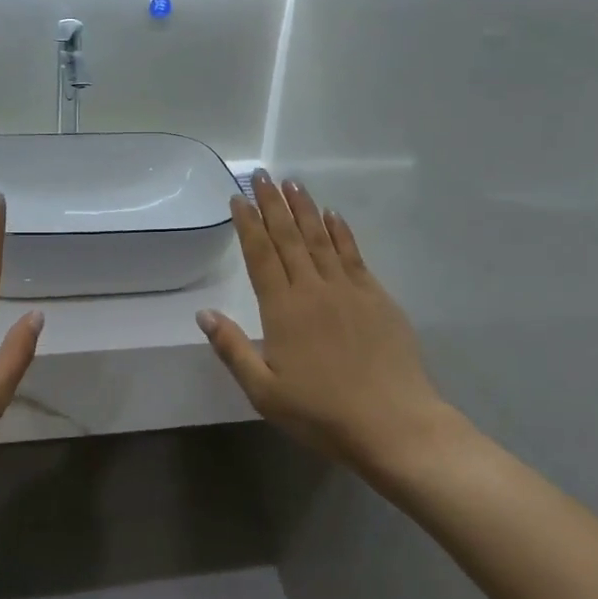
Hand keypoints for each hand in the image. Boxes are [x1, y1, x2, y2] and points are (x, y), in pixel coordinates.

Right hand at [197, 173, 461, 473]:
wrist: (394, 424)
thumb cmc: (322, 413)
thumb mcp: (264, 392)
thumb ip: (233, 349)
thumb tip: (204, 313)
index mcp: (283, 309)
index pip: (260, 255)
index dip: (248, 224)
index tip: (237, 198)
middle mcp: (314, 289)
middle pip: (289, 237)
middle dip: (272, 204)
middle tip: (261, 175)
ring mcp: (349, 289)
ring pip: (321, 238)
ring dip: (305, 208)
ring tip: (292, 183)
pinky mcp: (377, 297)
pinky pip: (354, 254)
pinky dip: (341, 232)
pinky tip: (333, 215)